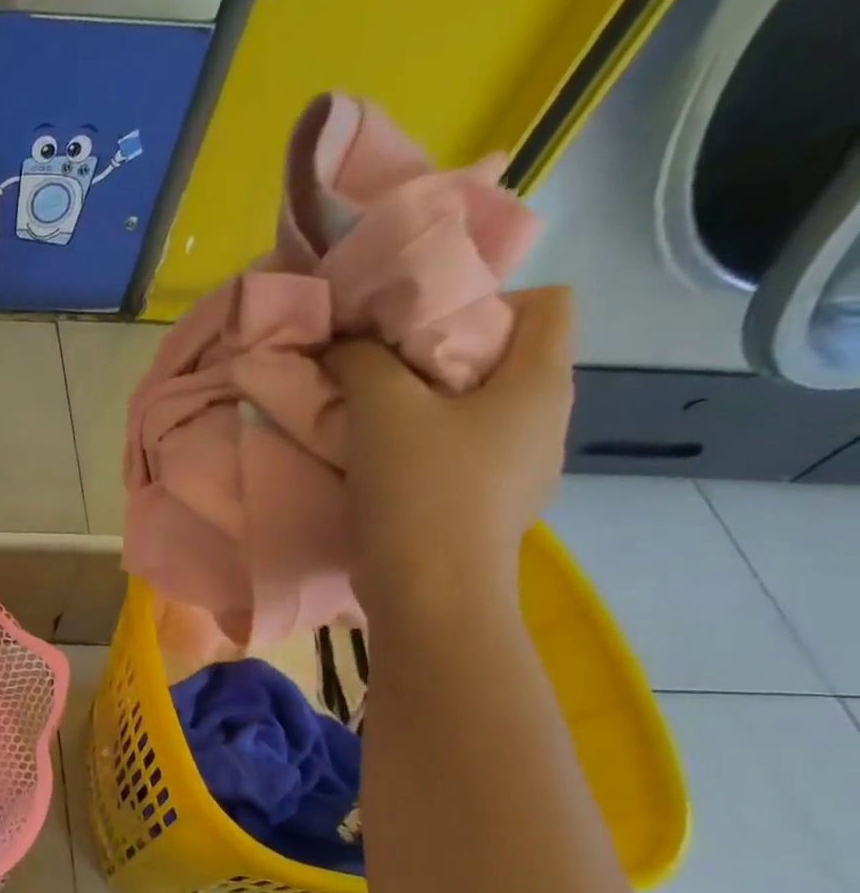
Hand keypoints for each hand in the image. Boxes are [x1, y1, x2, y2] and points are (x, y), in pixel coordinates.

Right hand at [324, 286, 573, 614]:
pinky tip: (388, 468)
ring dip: (429, 407)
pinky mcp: (493, 506)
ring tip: (375, 422)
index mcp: (541, 383)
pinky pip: (466, 454)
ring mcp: (525, 470)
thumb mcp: (381, 407)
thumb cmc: (420, 489)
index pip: (548, 301)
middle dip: (441, 356)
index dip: (485, 299)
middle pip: (504, 358)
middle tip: (382, 372)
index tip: (418, 327)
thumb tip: (344, 343)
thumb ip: (361, 359)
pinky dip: (429, 449)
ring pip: (480, 411)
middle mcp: (548, 420)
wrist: (430, 593)